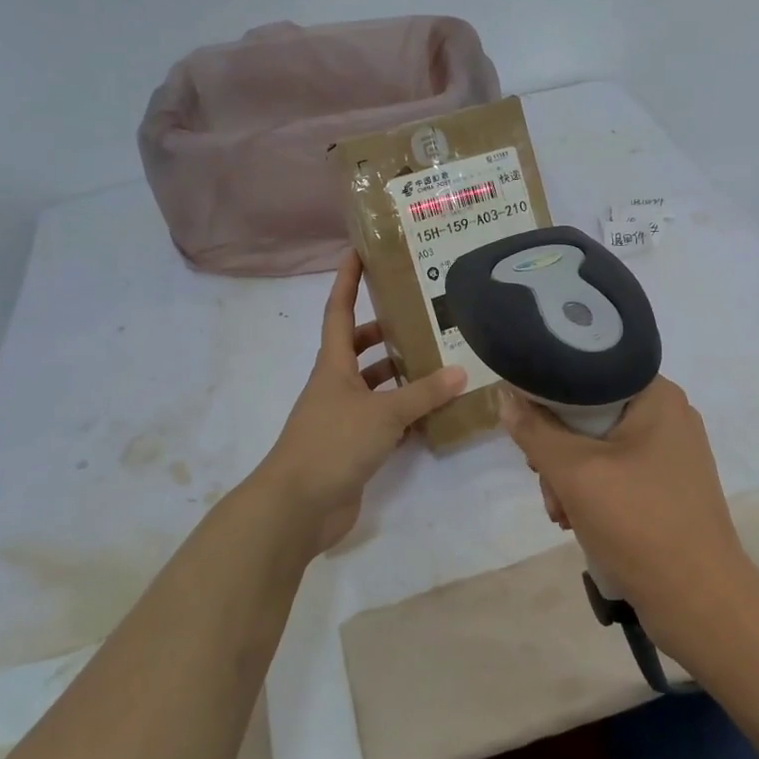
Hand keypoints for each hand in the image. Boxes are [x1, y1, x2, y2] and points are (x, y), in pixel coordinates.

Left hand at [257, 252, 466, 556]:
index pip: (338, 311)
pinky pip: (384, 420)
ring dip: (401, 375)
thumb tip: (460, 371)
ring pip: (375, 385)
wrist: (298, 506)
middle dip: (386, 331)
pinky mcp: (353, 447)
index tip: (359, 252)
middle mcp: (336, 385)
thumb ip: (423, 393)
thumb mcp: (383, 413)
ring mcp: (343, 417)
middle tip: (424, 318)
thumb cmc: (333, 444)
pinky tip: (435, 413)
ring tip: (441, 364)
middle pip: (359, 348)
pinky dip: (405, 415)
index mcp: (334, 365)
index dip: (347, 281)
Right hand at [499, 376, 758, 662]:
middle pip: (590, 413)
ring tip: (561, 514)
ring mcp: (671, 453)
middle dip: (558, 449)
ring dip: (570, 478)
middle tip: (543, 479)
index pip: (589, 371)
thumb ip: (535, 431)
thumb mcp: (575, 472)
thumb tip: (505, 396)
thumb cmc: (639, 523)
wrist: (699, 601)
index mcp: (657, 395)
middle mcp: (668, 415)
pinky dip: (592, 493)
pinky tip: (577, 522)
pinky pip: (616, 473)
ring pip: (598, 447)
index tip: (527, 425)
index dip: (549, 393)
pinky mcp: (668, 487)